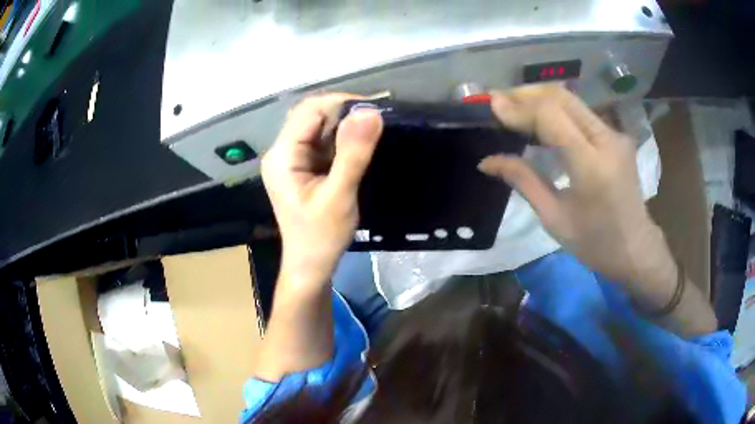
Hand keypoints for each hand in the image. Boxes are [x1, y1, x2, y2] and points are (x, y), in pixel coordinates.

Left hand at [261, 94, 382, 288]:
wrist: (311, 265)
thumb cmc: (321, 237)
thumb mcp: (339, 196)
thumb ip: (353, 154)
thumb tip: (370, 112)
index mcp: (283, 155)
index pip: (309, 111)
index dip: (341, 103)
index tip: (375, 110)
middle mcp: (283, 151)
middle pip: (313, 115)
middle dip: (345, 113)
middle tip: (378, 121)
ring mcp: (293, 158)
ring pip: (320, 127)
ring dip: (346, 126)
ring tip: (375, 131)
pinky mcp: (304, 166)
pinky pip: (324, 142)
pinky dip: (344, 139)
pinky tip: (362, 145)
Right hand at [479, 85, 664, 285]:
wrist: (635, 248)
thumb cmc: (595, 243)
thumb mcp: (554, 218)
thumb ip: (523, 180)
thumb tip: (487, 161)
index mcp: (591, 166)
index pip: (551, 117)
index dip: (519, 107)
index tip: (491, 105)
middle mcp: (607, 140)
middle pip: (561, 97)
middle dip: (526, 94)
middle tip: (499, 102)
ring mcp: (615, 135)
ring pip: (571, 100)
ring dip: (540, 99)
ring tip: (513, 108)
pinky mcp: (616, 136)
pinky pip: (581, 113)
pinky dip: (556, 110)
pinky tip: (541, 121)